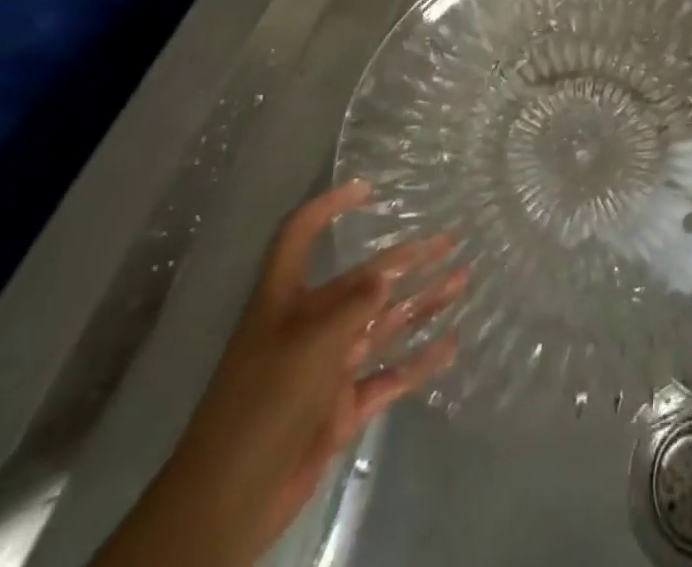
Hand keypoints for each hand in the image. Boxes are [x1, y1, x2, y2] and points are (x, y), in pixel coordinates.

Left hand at [95, 182, 463, 566]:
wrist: (229, 502)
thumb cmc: (262, 404)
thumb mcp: (309, 343)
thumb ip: (354, 305)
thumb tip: (390, 270)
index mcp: (285, 299)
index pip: (299, 236)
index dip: (327, 207)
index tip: (367, 190)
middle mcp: (309, 325)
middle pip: (363, 280)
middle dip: (406, 259)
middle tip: (450, 239)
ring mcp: (327, 367)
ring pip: (383, 324)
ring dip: (421, 302)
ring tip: (462, 279)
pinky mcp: (340, 408)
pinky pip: (388, 375)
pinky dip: (418, 360)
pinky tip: (450, 344)